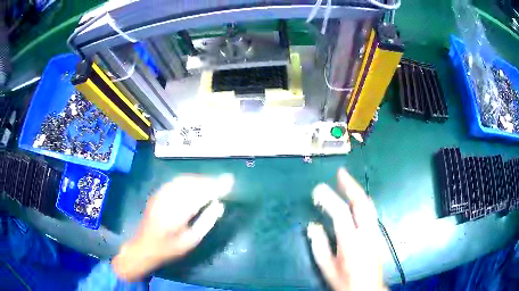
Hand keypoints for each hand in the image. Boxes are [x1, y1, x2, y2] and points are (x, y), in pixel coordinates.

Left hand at [112, 174, 233, 280]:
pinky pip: (176, 181)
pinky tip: (195, 183)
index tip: (230, 182)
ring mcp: (161, 194)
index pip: (201, 194)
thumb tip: (219, 205)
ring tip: (213, 182)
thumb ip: (206, 222)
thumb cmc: (169, 248)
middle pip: (192, 183)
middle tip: (224, 182)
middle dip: (210, 180)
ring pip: (184, 180)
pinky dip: (189, 180)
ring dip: (200, 179)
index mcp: (178, 213)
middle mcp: (168, 199)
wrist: (144, 247)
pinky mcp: (157, 194)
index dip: (216, 186)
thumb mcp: (191, 241)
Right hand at [308, 168, 385, 290]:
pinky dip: (362, 201)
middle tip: (340, 173)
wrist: (368, 289)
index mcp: (351, 242)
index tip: (317, 189)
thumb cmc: (344, 281)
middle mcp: (366, 233)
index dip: (328, 198)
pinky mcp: (378, 234)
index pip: (340, 213)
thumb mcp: (327, 268)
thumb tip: (313, 226)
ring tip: (347, 182)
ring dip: (358, 191)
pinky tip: (356, 200)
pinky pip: (371, 212)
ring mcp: (375, 232)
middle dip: (350, 185)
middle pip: (361, 202)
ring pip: (369, 205)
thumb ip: (319, 246)